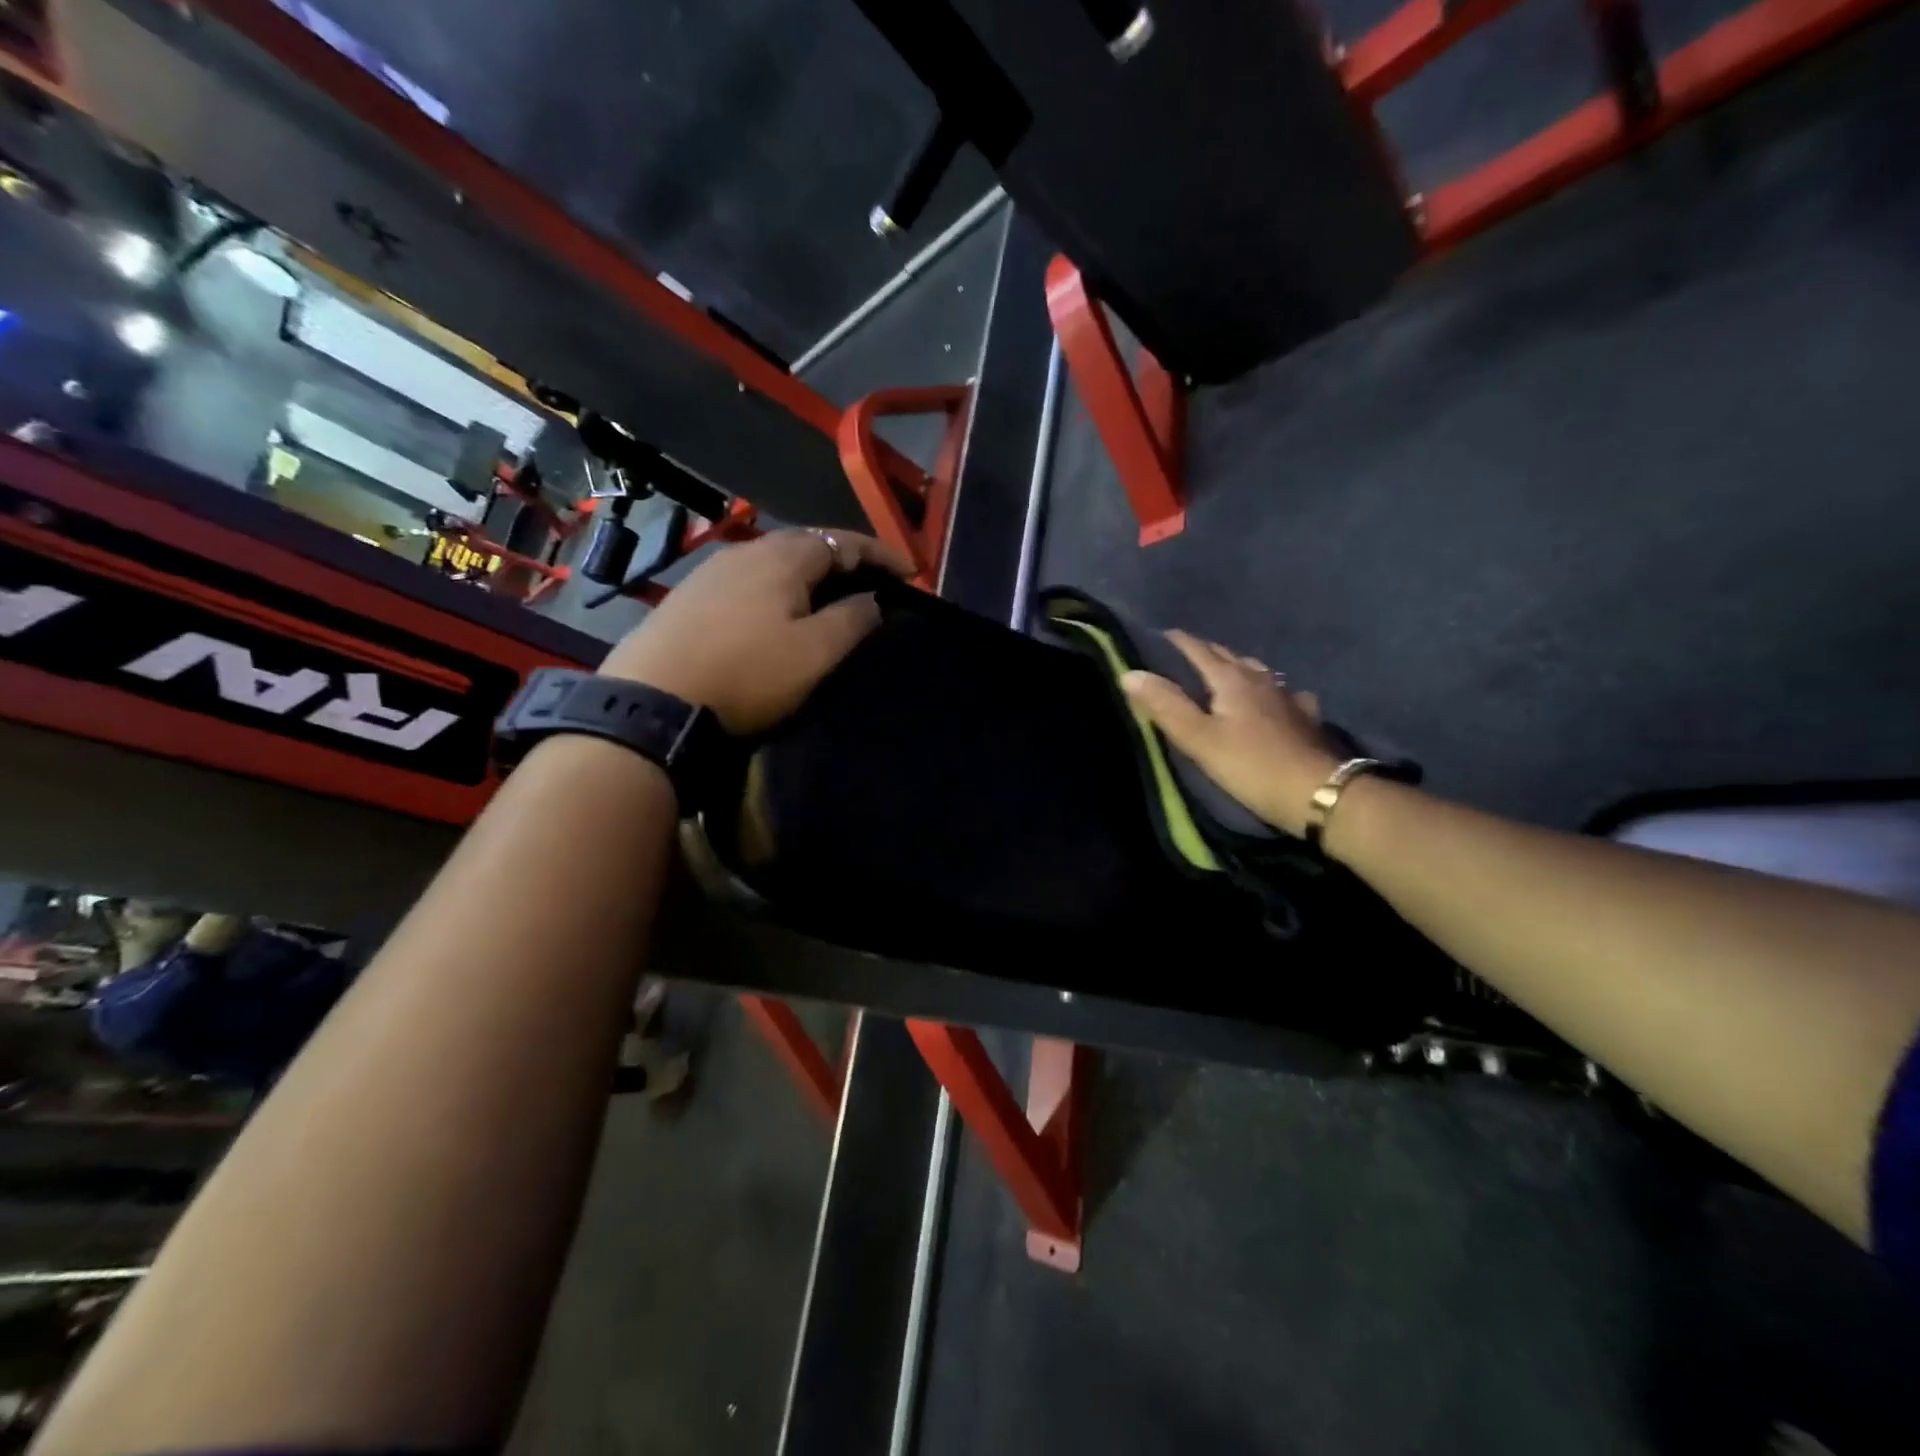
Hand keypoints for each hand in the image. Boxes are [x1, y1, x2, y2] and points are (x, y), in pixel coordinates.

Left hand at [599, 528, 911, 733]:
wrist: (654, 699)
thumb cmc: (748, 674)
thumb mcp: (816, 653)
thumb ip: (853, 620)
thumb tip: (873, 599)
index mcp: (786, 556)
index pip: (845, 542)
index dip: (882, 556)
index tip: (911, 575)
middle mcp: (749, 549)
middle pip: (809, 544)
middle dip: (846, 559)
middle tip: (874, 583)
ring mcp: (714, 569)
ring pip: (777, 560)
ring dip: (811, 573)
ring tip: (831, 595)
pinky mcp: (691, 593)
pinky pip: (751, 578)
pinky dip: (779, 586)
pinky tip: (778, 609)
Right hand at [1121, 632, 1338, 837]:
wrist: (1319, 793)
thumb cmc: (1252, 766)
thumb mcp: (1199, 739)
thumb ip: (1165, 705)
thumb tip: (1130, 672)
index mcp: (1231, 679)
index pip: (1198, 650)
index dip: (1176, 642)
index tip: (1156, 637)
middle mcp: (1261, 679)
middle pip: (1228, 656)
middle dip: (1203, 652)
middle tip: (1181, 657)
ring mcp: (1287, 697)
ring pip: (1257, 672)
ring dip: (1235, 668)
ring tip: (1221, 675)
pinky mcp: (1305, 719)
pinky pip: (1282, 694)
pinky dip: (1268, 692)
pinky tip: (1272, 700)